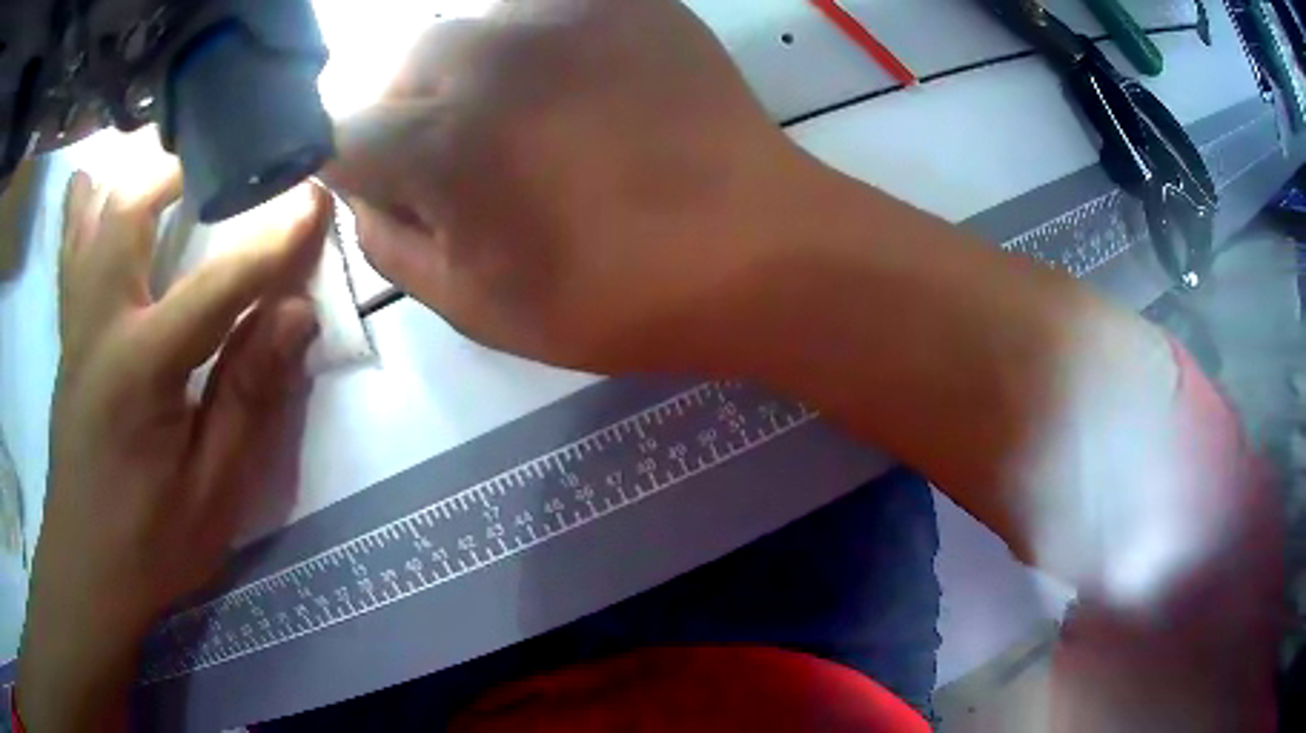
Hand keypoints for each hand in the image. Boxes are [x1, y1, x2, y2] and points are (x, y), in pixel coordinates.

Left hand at [17, 169, 330, 730]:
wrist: (87, 569)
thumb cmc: (150, 544)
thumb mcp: (213, 493)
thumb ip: (248, 398)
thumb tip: (296, 314)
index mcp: (139, 371)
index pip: (215, 286)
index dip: (271, 241)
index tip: (314, 198)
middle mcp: (98, 326)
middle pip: (131, 213)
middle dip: (184, 169)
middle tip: (232, 154)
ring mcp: (75, 326)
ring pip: (94, 217)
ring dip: (134, 175)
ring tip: (172, 154)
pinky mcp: (67, 337)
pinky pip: (71, 250)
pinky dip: (87, 206)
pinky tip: (98, 186)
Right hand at [324, 0, 814, 372]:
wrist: (756, 249)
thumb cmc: (616, 297)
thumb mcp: (478, 306)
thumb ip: (392, 247)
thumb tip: (364, 196)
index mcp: (443, 142)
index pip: (344, 135)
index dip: (356, 166)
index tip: (389, 186)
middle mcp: (489, 54)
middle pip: (403, 67)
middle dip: (410, 112)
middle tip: (463, 156)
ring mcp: (564, 12)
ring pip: (470, 28)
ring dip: (472, 71)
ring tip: (528, 115)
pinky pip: (544, 8)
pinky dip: (535, 42)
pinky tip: (575, 82)